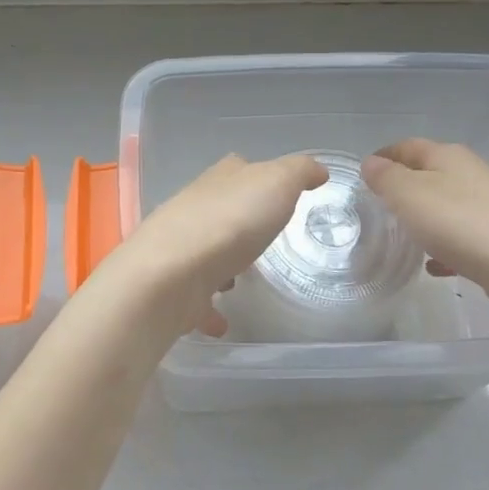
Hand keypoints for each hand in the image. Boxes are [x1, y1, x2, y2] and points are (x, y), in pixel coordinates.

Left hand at [92, 153, 328, 338]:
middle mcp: (193, 210)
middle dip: (239, 222)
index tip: (276, 191)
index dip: (255, 175)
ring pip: (204, 251)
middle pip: (219, 210)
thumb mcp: (277, 182)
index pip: (236, 169)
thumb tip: (317, 169)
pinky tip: (223, 320)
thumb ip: (299, 172)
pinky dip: (208, 308)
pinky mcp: (173, 289)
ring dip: (220, 263)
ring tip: (241, 278)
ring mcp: (179, 250)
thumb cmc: (231, 222)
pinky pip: (195, 298)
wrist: (171, 274)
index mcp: (219, 181)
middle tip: (263, 238)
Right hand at [360, 138, 488, 309]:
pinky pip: (461, 233)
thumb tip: (371, 163)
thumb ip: (385, 177)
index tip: (363, 172)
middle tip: (378, 204)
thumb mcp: (408, 194)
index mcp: (447, 155)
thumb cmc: (458, 221)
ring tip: (403, 234)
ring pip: (446, 202)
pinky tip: (433, 263)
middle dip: (403, 185)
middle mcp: (470, 172)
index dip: (384, 155)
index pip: (407, 145)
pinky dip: (443, 243)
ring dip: (423, 214)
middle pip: (429, 172)